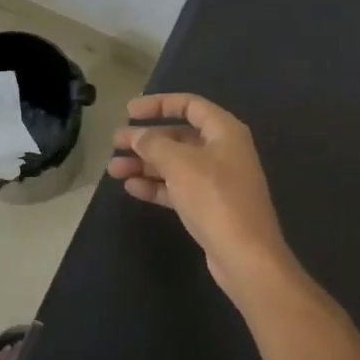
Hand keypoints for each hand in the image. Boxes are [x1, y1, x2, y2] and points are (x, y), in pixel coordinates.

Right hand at [107, 94, 299, 305]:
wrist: (245, 256)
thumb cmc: (214, 197)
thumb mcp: (180, 163)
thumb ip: (154, 144)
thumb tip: (138, 136)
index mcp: (224, 131)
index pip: (189, 105)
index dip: (158, 104)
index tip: (129, 111)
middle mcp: (223, 151)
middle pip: (179, 136)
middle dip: (146, 139)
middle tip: (116, 143)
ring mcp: (217, 181)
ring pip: (175, 164)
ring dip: (145, 164)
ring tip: (114, 170)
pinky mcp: (210, 207)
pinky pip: (178, 188)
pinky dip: (156, 186)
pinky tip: (131, 188)